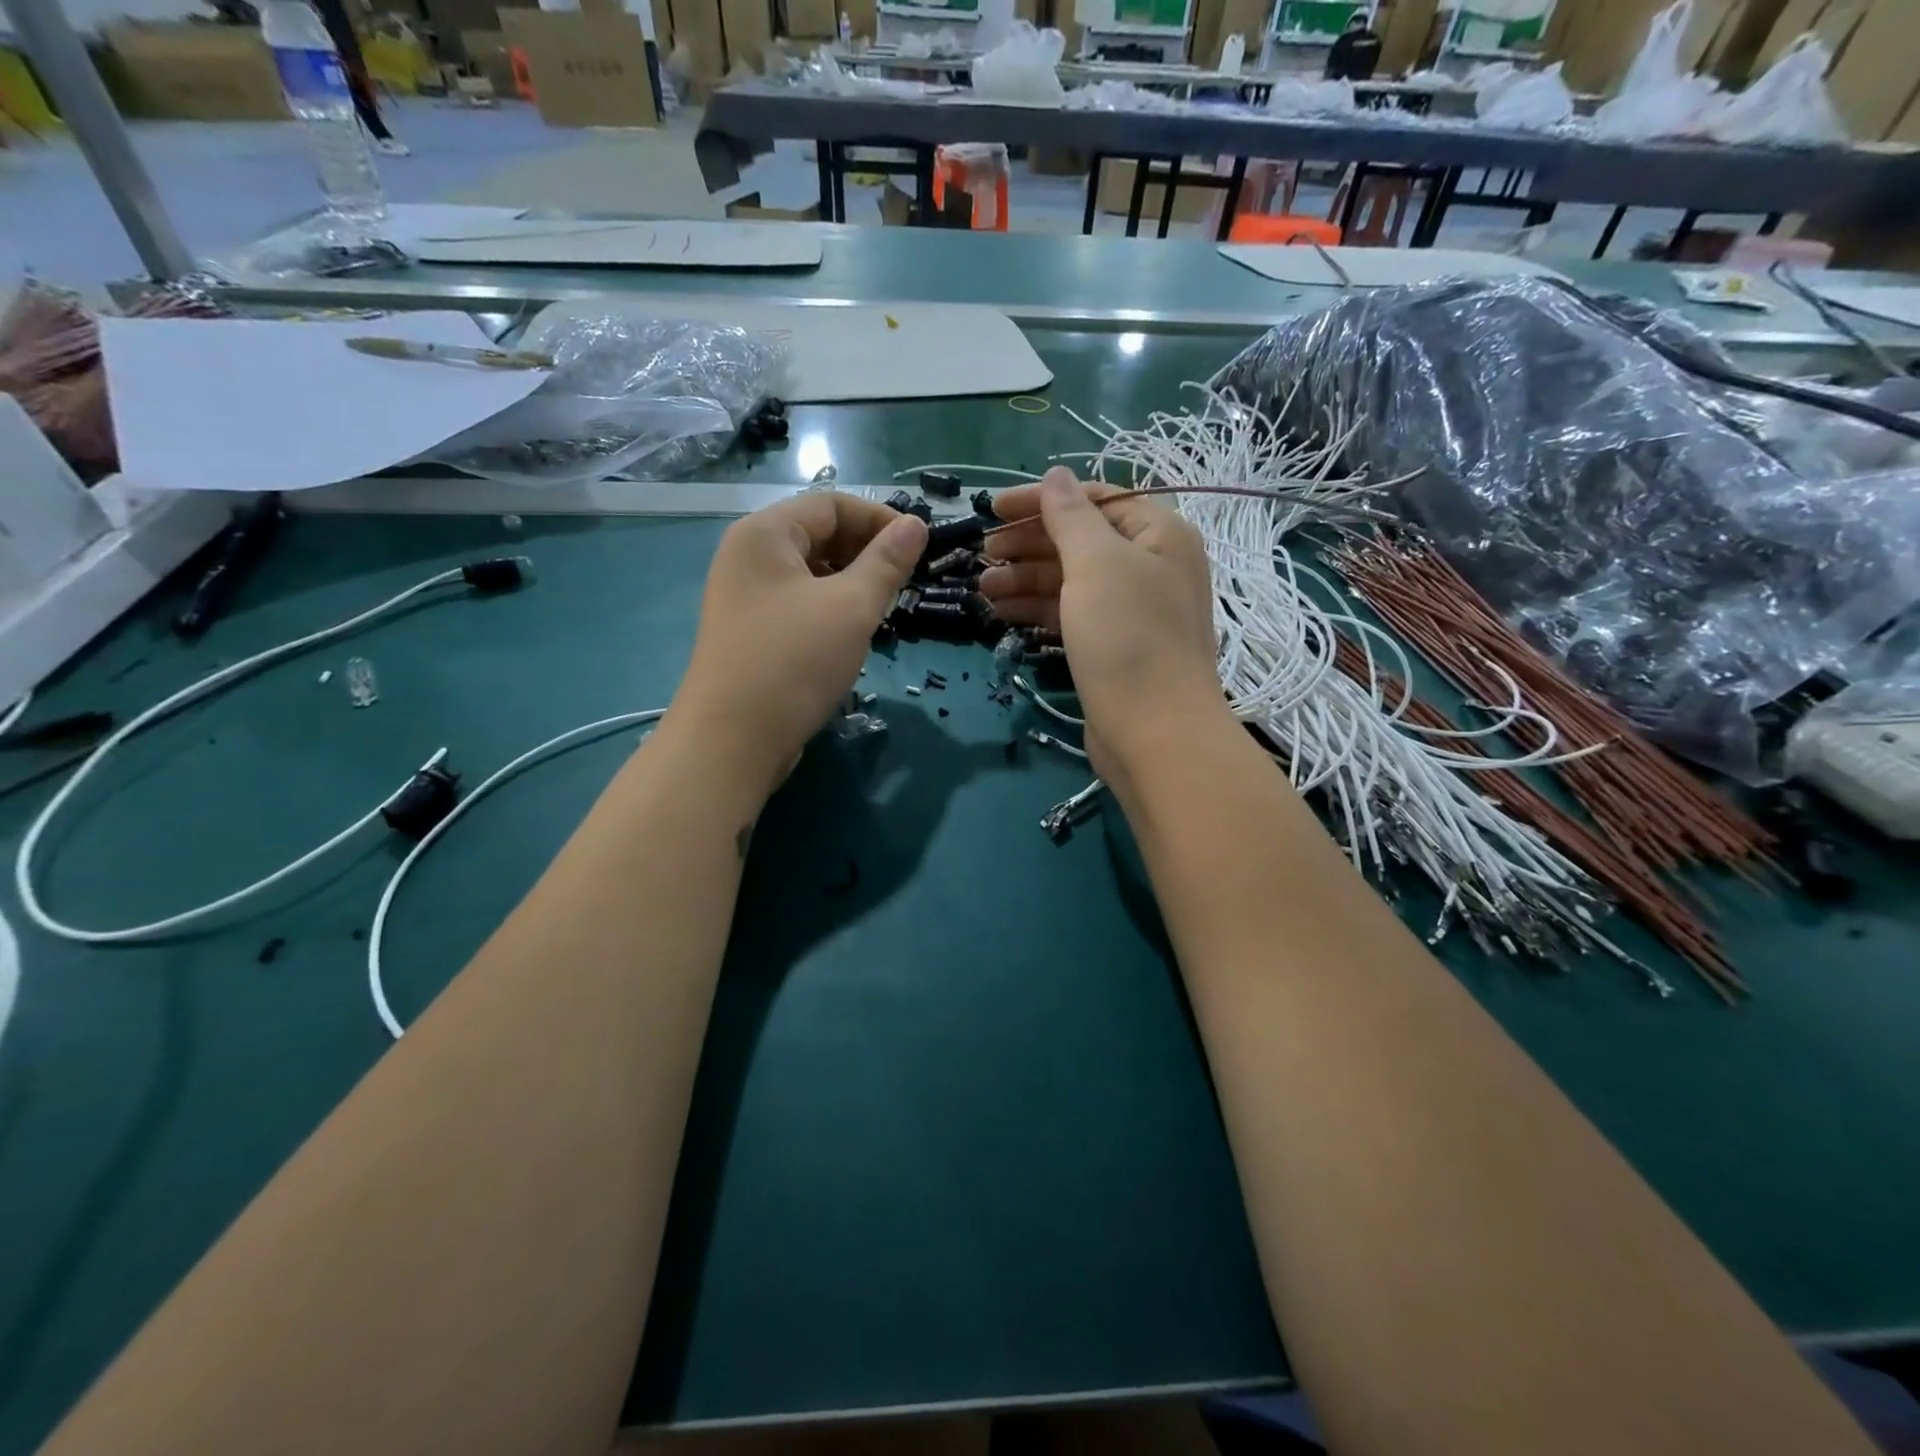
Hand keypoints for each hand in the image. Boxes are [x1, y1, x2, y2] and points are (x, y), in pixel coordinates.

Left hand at [670, 493, 925, 799]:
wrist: (732, 740)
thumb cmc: (794, 661)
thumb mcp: (851, 607)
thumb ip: (887, 562)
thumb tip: (915, 526)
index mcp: (765, 534)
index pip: (831, 504)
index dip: (880, 518)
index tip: (920, 546)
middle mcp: (748, 556)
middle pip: (818, 535)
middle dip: (866, 551)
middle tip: (905, 580)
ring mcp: (745, 596)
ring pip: (811, 573)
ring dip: (852, 582)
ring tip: (884, 608)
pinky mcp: (750, 632)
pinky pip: (798, 603)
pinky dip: (831, 608)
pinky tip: (854, 633)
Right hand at [980, 468, 1222, 783]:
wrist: (1155, 733)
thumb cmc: (1128, 638)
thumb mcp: (1097, 564)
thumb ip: (1071, 516)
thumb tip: (1054, 475)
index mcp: (1159, 533)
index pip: (1094, 500)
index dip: (1040, 501)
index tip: (991, 510)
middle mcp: (1150, 566)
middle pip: (1080, 540)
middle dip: (1028, 544)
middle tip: (982, 554)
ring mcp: (1133, 610)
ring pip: (1071, 580)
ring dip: (1026, 579)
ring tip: (982, 588)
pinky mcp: (1114, 647)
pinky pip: (1071, 614)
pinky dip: (1038, 609)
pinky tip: (1002, 613)